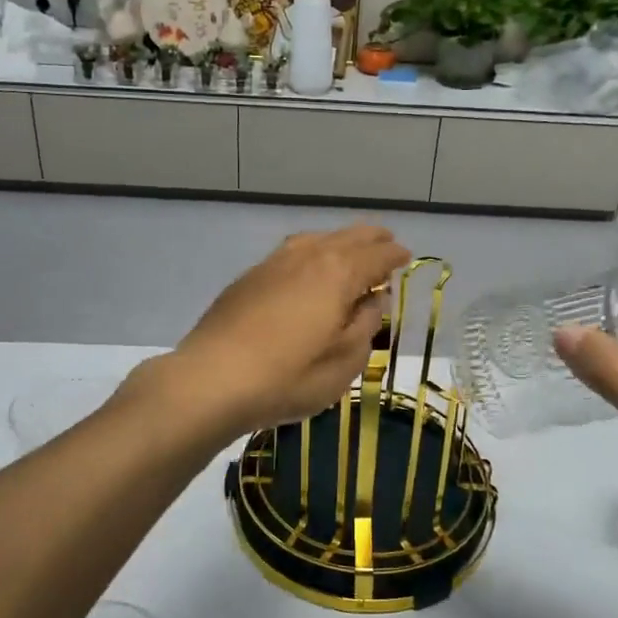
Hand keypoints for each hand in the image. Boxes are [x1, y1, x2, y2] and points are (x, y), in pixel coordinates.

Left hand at [162, 225, 411, 436]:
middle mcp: (307, 257)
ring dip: (339, 241)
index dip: (394, 256)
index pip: (376, 256)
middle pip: (346, 238)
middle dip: (370, 239)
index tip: (406, 257)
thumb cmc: (288, 378)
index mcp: (338, 273)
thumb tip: (373, 300)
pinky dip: (311, 251)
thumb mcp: (344, 362)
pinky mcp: (248, 278)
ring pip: (316, 239)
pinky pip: (291, 252)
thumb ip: (365, 325)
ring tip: (349, 251)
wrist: (211, 379)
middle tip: (386, 243)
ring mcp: (273, 264)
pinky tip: (307, 268)